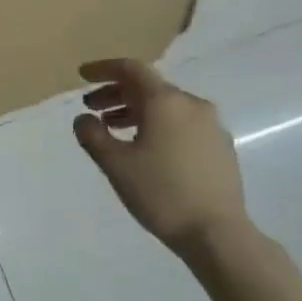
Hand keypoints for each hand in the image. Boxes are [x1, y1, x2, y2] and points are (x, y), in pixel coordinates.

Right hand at [72, 59, 251, 254]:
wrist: (216, 231)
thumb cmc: (160, 192)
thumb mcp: (115, 164)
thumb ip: (93, 135)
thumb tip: (83, 118)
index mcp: (165, 102)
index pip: (132, 70)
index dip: (103, 69)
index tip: (82, 75)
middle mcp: (191, 105)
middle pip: (149, 87)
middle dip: (116, 92)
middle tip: (91, 107)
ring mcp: (210, 125)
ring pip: (166, 106)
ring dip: (135, 110)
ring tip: (112, 128)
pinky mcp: (219, 145)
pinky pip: (181, 122)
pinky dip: (156, 124)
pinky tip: (144, 146)